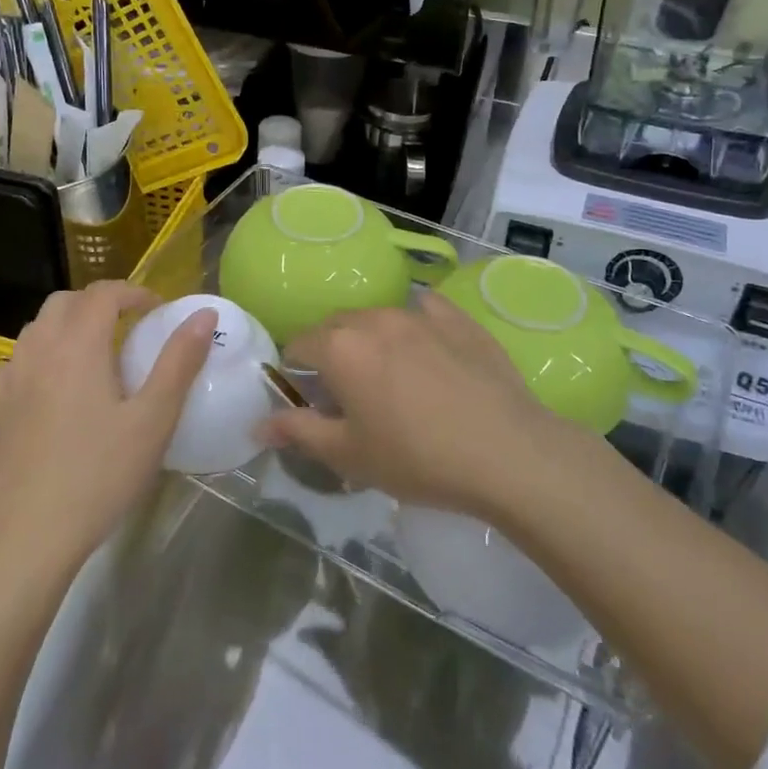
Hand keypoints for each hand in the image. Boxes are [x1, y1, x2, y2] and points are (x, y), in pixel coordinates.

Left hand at [0, 281, 216, 576]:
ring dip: (70, 324)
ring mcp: (11, 379)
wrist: (26, 537)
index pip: (103, 293)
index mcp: (77, 345)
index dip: (133, 292)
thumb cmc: (99, 475)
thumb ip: (179, 361)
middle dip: (99, 302)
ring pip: (39, 327)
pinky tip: (61, 388)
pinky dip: (46, 352)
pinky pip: (22, 358)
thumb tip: (203, 314)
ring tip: (99, 354)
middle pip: (65, 301)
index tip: (158, 310)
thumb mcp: (153, 420)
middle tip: (130, 326)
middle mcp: (38, 350)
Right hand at [261, 295, 555, 516]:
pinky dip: (416, 325)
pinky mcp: (459, 318)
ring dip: (372, 340)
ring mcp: (420, 313)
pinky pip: (426, 310)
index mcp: (341, 347)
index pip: (299, 345)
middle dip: (332, 353)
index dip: (296, 372)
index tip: (311, 402)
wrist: (508, 452)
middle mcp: (375, 318)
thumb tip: (259, 425)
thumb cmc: (417, 458)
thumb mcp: (349, 456)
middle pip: (337, 326)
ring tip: (391, 378)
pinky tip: (428, 350)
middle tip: (348, 395)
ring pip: (379, 318)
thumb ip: (299, 433)